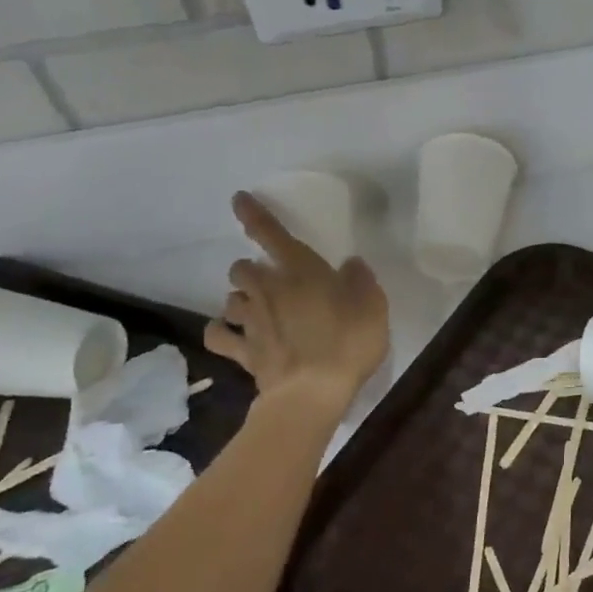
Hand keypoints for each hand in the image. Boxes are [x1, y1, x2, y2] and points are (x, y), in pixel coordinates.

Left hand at [205, 192, 389, 412]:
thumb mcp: (373, 306)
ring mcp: (250, 322)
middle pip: (242, 267)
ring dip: (240, 299)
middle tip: (271, 280)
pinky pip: (219, 336)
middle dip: (252, 269)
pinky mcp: (242, 352)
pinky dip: (221, 332)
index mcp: (301, 271)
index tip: (238, 199)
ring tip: (255, 308)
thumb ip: (361, 280)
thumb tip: (350, 264)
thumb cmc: (348, 342)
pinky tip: (229, 334)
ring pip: (230, 299)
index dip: (255, 215)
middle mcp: (268, 290)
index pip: (272, 234)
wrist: (312, 392)